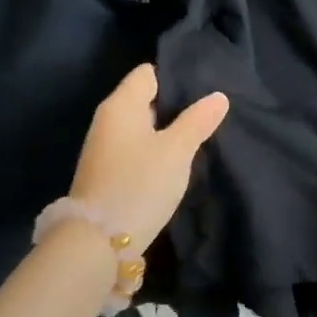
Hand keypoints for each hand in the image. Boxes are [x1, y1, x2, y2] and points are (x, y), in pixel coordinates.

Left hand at [71, 66, 229, 252]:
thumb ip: (198, 121)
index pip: (148, 74)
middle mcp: (108, 120)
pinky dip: (154, 151)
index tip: (204, 87)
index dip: (175, 77)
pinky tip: (176, 162)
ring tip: (198, 136)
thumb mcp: (177, 151)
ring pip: (141, 127)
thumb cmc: (139, 184)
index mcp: (121, 105)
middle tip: (208, 112)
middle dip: (175, 105)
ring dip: (166, 131)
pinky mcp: (107, 173)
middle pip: (144, 99)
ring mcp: (104, 148)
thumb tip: (218, 96)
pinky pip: (135, 149)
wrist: (98, 242)